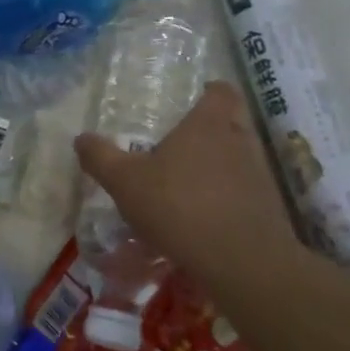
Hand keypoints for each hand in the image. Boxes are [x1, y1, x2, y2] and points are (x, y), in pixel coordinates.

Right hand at [75, 82, 297, 287]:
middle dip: (213, 127)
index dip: (210, 91)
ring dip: (221, 163)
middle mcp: (239, 140)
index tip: (194, 98)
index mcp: (208, 124)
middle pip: (234, 121)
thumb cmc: (178, 205)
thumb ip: (101, 158)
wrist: (240, 260)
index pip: (221, 91)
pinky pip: (246, 190)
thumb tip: (81, 138)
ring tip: (191, 181)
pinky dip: (229, 195)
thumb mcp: (125, 182)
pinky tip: (206, 215)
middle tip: (185, 140)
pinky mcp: (268, 207)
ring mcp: (259, 174)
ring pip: (240, 156)